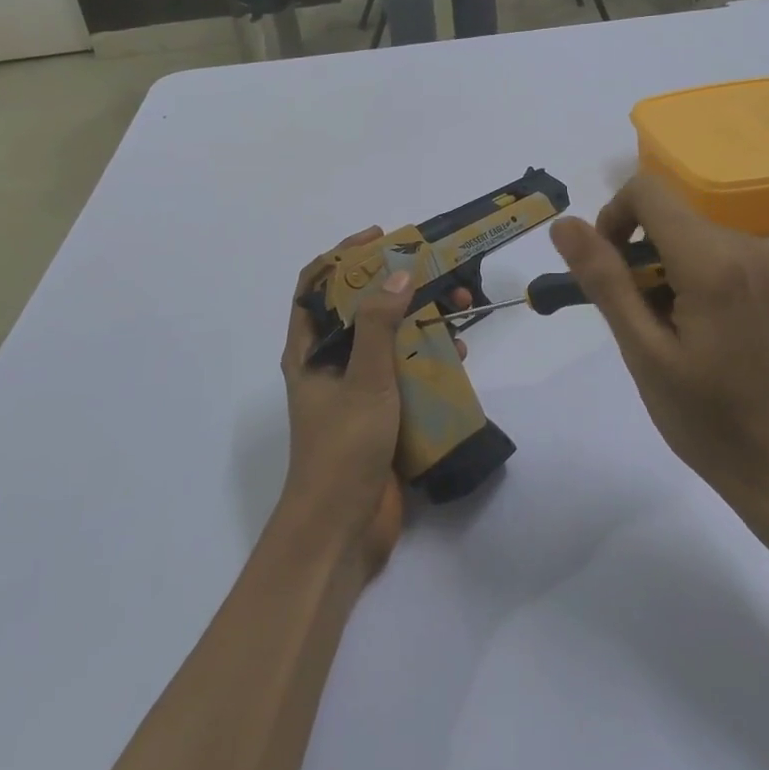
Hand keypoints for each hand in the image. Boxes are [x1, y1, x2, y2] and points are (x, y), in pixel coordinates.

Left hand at [278, 230, 472, 580]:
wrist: (341, 531)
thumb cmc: (343, 449)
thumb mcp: (363, 380)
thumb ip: (378, 325)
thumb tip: (398, 272)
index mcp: (309, 351)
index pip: (316, 285)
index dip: (345, 255)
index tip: (383, 238)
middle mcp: (329, 364)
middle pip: (360, 309)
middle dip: (398, 288)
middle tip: (438, 275)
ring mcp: (355, 391)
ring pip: (388, 341)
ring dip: (420, 323)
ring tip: (459, 312)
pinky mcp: (380, 416)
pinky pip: (405, 375)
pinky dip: (428, 360)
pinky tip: (459, 358)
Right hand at [550, 176, 768, 562]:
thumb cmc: (707, 420)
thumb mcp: (643, 352)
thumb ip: (604, 279)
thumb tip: (564, 224)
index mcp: (714, 262)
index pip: (647, 192)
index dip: (613, 219)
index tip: (610, 272)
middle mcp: (752, 247)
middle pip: (672, 218)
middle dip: (641, 256)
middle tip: (639, 321)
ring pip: (697, 237)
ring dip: (670, 270)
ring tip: (674, 334)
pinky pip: (728, 256)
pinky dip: (701, 278)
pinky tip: (707, 333)